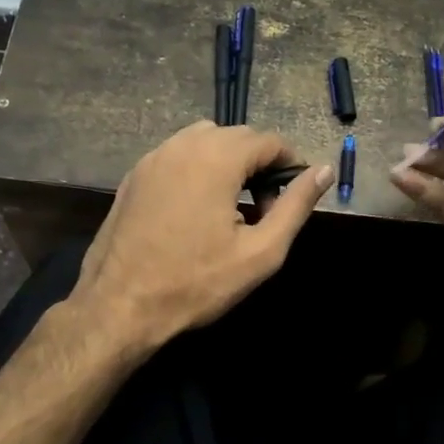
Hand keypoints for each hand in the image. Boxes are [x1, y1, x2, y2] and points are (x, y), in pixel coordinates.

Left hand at [70, 121, 331, 351]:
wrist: (119, 306)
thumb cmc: (196, 282)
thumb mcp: (261, 252)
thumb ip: (296, 206)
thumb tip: (324, 170)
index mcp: (216, 157)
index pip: (268, 140)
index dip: (290, 165)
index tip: (293, 198)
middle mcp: (183, 144)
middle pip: (236, 136)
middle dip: (259, 164)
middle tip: (265, 210)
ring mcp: (153, 157)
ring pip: (204, 141)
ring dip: (228, 163)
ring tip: (232, 208)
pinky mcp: (134, 175)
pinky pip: (177, 156)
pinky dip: (197, 169)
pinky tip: (196, 210)